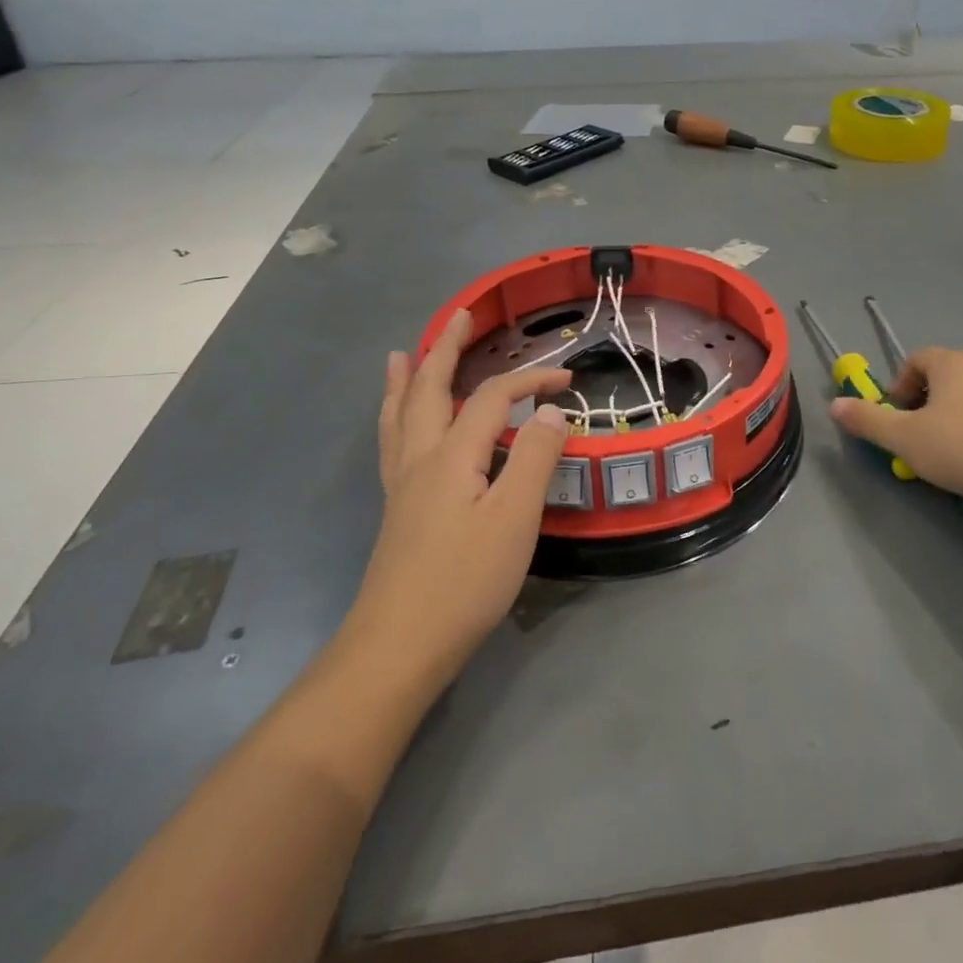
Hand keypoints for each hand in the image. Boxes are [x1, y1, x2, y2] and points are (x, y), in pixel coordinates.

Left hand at [352, 309, 571, 688]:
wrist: (399, 646)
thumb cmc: (465, 581)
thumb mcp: (514, 518)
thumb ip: (534, 459)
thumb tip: (553, 413)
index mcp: (452, 455)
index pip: (495, 398)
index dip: (531, 381)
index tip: (568, 379)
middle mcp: (420, 458)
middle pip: (431, 389)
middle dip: (446, 349)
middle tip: (459, 316)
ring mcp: (403, 484)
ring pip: (401, 415)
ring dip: (408, 379)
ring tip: (403, 354)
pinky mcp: (399, 509)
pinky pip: (394, 442)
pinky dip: (396, 416)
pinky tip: (399, 425)